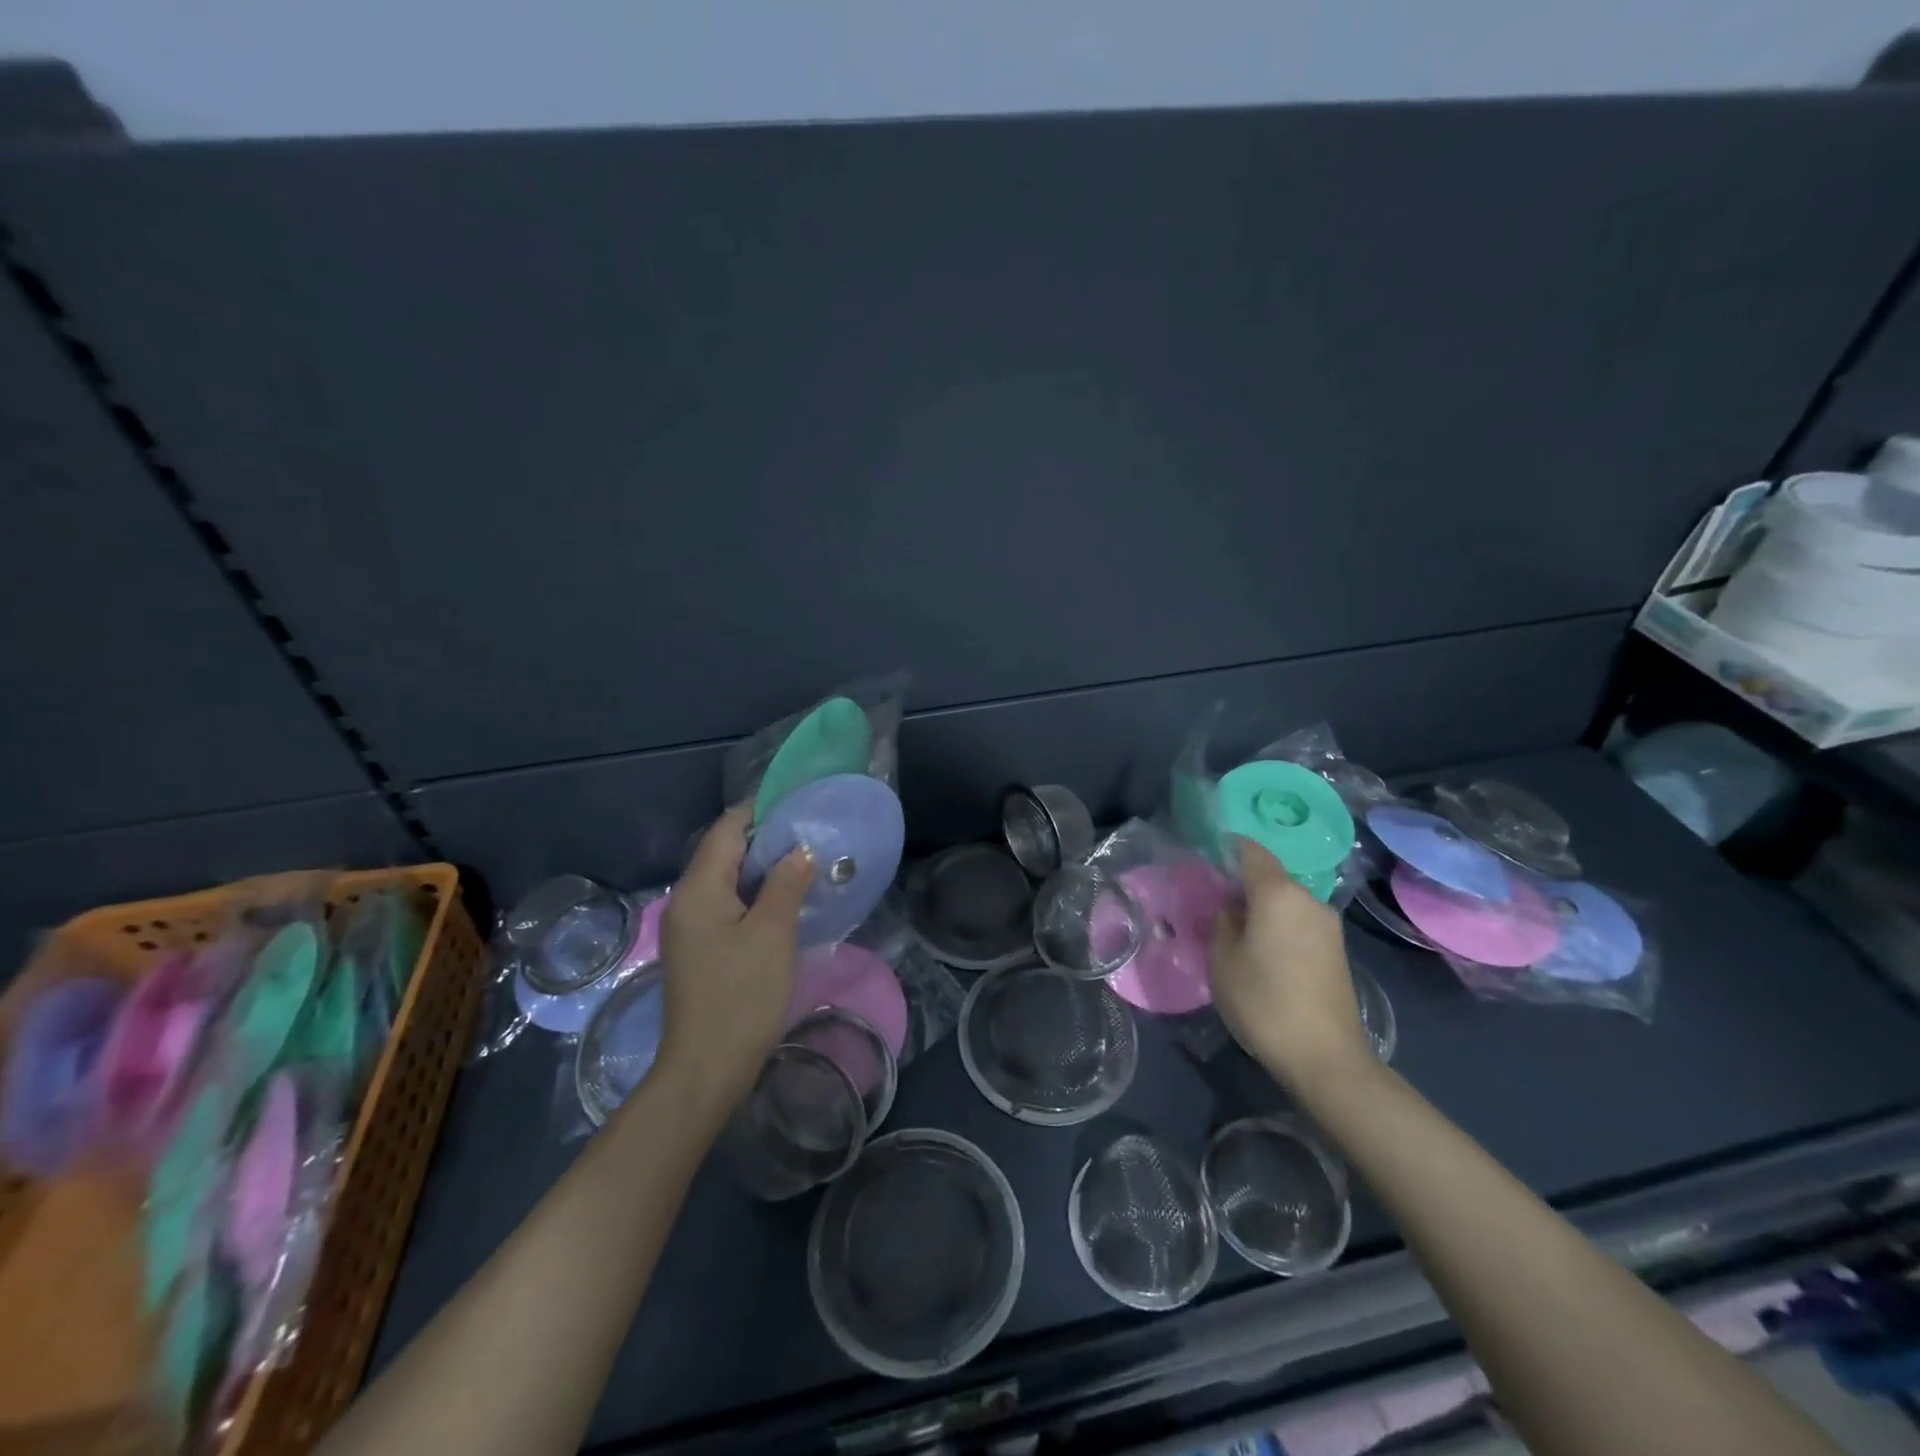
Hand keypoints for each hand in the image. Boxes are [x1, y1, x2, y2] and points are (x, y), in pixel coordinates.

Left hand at [656, 805, 814, 1112]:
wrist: (706, 1068)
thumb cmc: (741, 995)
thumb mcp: (772, 934)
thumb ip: (787, 883)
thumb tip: (799, 850)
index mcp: (699, 888)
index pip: (727, 829)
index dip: (759, 809)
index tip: (797, 800)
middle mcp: (686, 900)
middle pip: (724, 851)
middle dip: (765, 837)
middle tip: (809, 830)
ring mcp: (690, 927)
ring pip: (727, 879)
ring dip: (762, 867)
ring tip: (804, 859)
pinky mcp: (699, 949)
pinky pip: (727, 904)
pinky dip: (754, 893)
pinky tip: (784, 899)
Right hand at [1208, 836, 1369, 1093]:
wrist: (1326, 1057)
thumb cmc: (1264, 1002)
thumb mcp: (1222, 960)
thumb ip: (1221, 922)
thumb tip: (1229, 906)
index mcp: (1278, 893)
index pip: (1250, 850)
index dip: (1226, 846)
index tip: (1204, 855)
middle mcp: (1308, 899)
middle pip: (1270, 876)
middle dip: (1241, 882)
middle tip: (1212, 900)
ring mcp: (1328, 925)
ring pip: (1285, 900)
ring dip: (1261, 906)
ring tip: (1234, 929)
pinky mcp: (1336, 949)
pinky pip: (1299, 921)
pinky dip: (1278, 924)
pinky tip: (1261, 949)